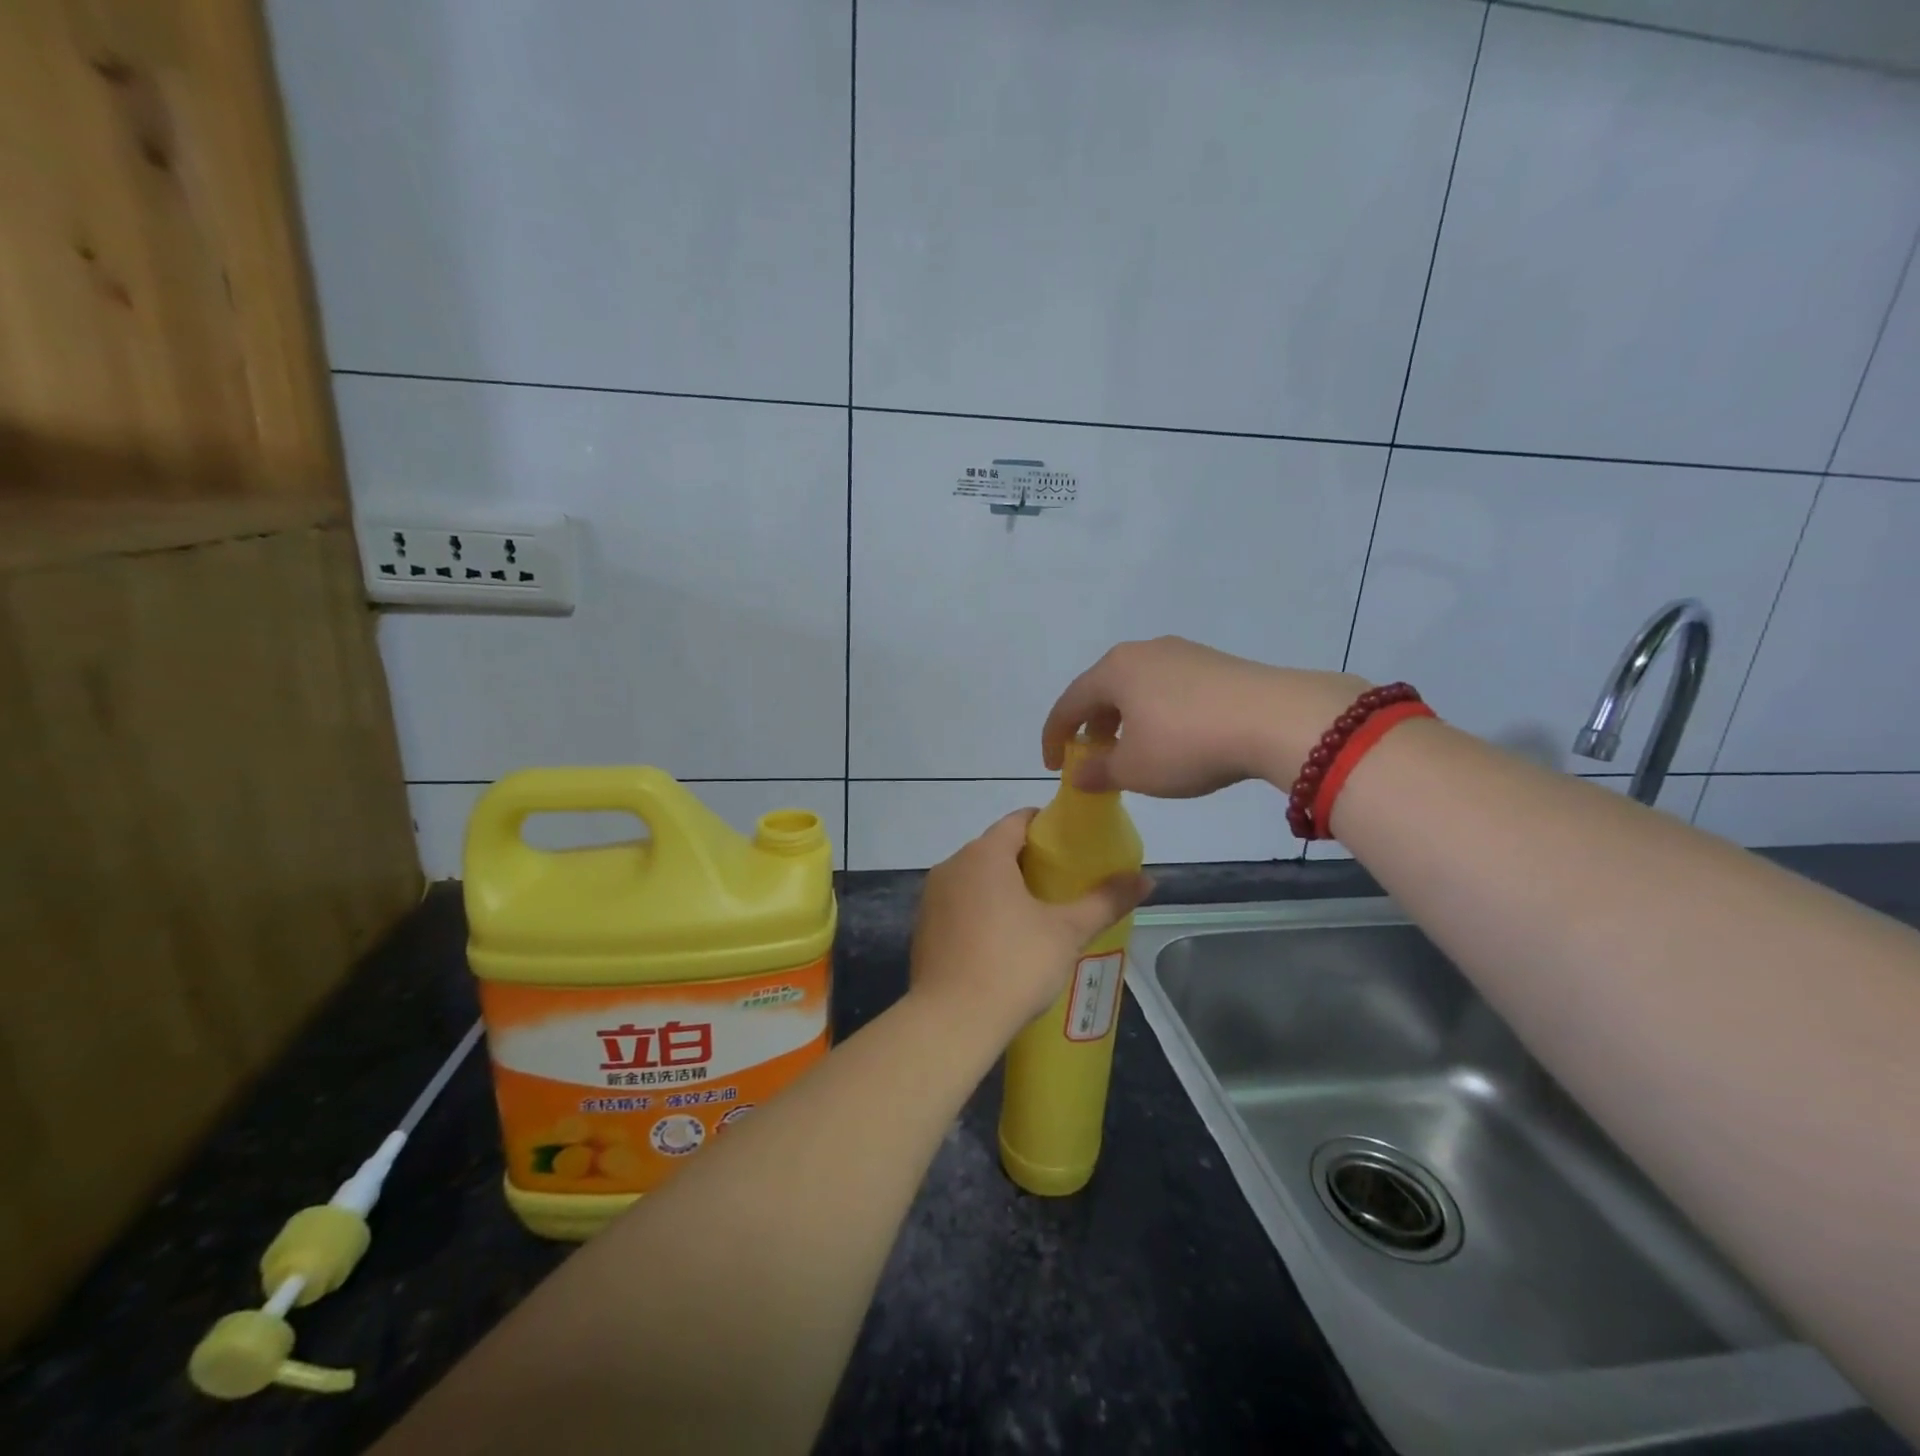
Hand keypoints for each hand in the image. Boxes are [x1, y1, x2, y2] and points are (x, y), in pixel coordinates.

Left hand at [910, 811, 1152, 1039]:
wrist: (951, 1021)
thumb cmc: (1013, 965)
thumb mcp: (1067, 932)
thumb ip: (1105, 901)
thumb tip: (1148, 879)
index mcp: (984, 854)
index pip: (1018, 820)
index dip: (1047, 827)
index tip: (1073, 845)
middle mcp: (952, 866)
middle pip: (995, 848)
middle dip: (1028, 860)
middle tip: (1063, 883)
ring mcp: (932, 897)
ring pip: (975, 878)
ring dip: (1002, 887)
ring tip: (1037, 912)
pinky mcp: (923, 927)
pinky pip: (959, 905)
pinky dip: (981, 910)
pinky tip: (1002, 940)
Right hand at [1042, 637, 1366, 796]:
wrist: (1276, 718)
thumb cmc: (1188, 744)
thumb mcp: (1135, 769)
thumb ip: (1098, 771)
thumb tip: (1079, 772)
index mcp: (1114, 671)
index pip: (1069, 704)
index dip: (1054, 737)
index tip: (1052, 765)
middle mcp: (1143, 652)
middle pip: (1102, 690)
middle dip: (1091, 726)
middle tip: (1090, 757)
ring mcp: (1182, 653)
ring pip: (1137, 688)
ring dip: (1124, 720)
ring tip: (1131, 750)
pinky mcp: (1215, 663)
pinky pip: (1168, 688)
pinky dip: (1155, 714)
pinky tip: (1171, 738)